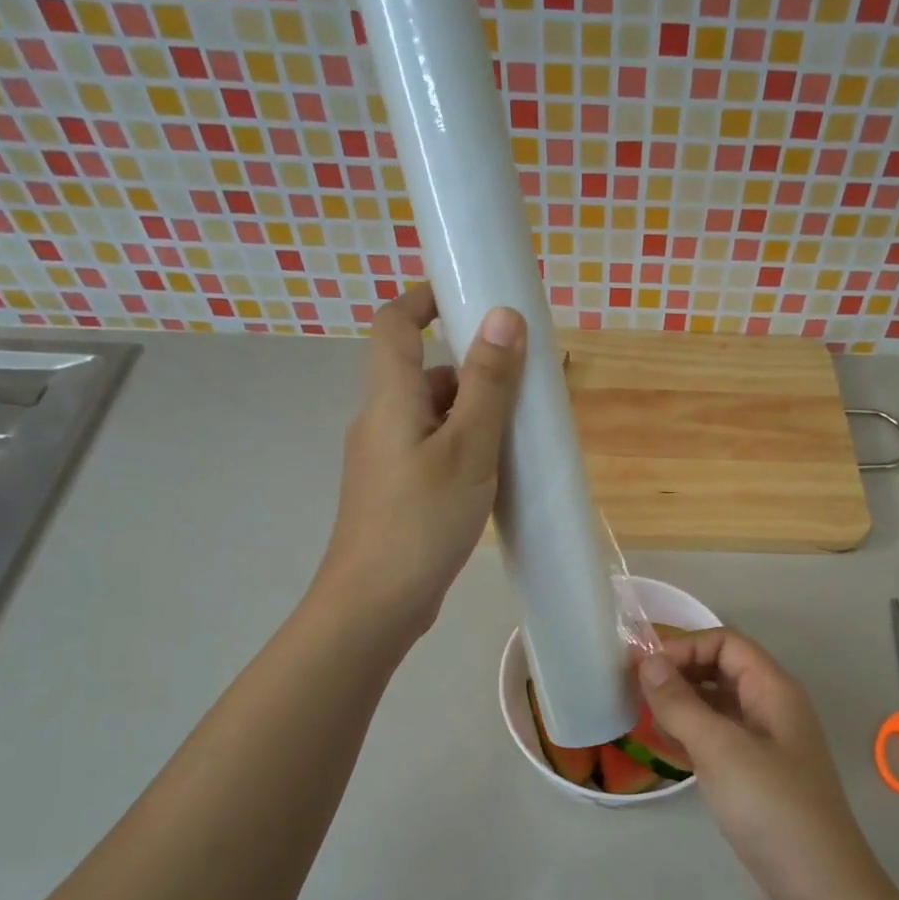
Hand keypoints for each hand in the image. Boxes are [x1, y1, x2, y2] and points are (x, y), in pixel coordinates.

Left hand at [316, 284, 525, 639]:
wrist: (375, 604)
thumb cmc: (422, 520)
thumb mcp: (467, 448)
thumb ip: (488, 384)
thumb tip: (503, 314)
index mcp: (389, 399)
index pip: (394, 324)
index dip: (424, 299)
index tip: (468, 295)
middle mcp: (380, 422)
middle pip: (422, 373)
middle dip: (471, 369)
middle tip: (523, 384)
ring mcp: (385, 461)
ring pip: (432, 417)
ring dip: (472, 414)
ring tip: (519, 435)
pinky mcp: (396, 493)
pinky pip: (432, 451)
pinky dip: (462, 448)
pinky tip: (493, 476)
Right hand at [637, 630, 895, 899]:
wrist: (817, 891)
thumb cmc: (771, 808)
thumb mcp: (720, 749)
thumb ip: (680, 703)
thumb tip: (648, 661)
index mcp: (774, 691)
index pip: (727, 643)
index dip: (685, 646)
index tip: (643, 667)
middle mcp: (772, 710)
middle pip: (722, 670)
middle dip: (680, 671)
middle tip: (633, 687)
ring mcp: (765, 746)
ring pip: (717, 706)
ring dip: (681, 703)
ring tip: (641, 713)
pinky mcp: (755, 778)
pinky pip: (718, 739)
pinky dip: (690, 734)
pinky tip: (664, 745)